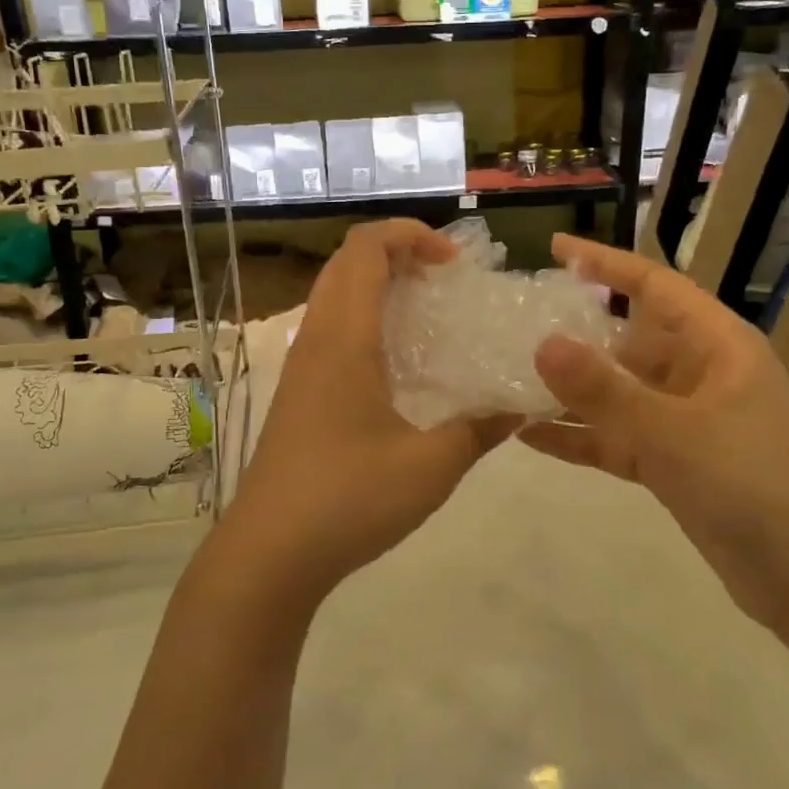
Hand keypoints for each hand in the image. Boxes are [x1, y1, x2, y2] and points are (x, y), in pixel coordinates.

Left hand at [215, 220, 514, 604]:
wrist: (269, 553)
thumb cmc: (349, 499)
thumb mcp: (431, 467)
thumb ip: (479, 430)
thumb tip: (520, 407)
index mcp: (344, 338)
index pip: (366, 248)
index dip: (410, 235)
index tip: (454, 263)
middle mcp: (316, 339)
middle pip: (346, 262)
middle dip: (397, 253)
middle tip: (445, 281)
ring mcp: (301, 366)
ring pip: (333, 294)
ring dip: (378, 285)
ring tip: (426, 314)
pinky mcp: (297, 393)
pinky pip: (329, 328)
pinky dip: (364, 318)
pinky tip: (397, 364)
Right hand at [521, 234, 788, 628]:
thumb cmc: (756, 487)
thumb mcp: (674, 433)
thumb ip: (605, 390)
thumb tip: (542, 343)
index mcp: (717, 346)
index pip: (654, 286)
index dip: (605, 263)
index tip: (554, 248)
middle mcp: (700, 375)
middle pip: (627, 340)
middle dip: (574, 334)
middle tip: (513, 325)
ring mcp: (686, 422)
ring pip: (617, 393)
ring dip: (570, 391)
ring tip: (508, 380)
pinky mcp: (675, 465)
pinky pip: (617, 438)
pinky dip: (580, 436)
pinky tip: (528, 436)